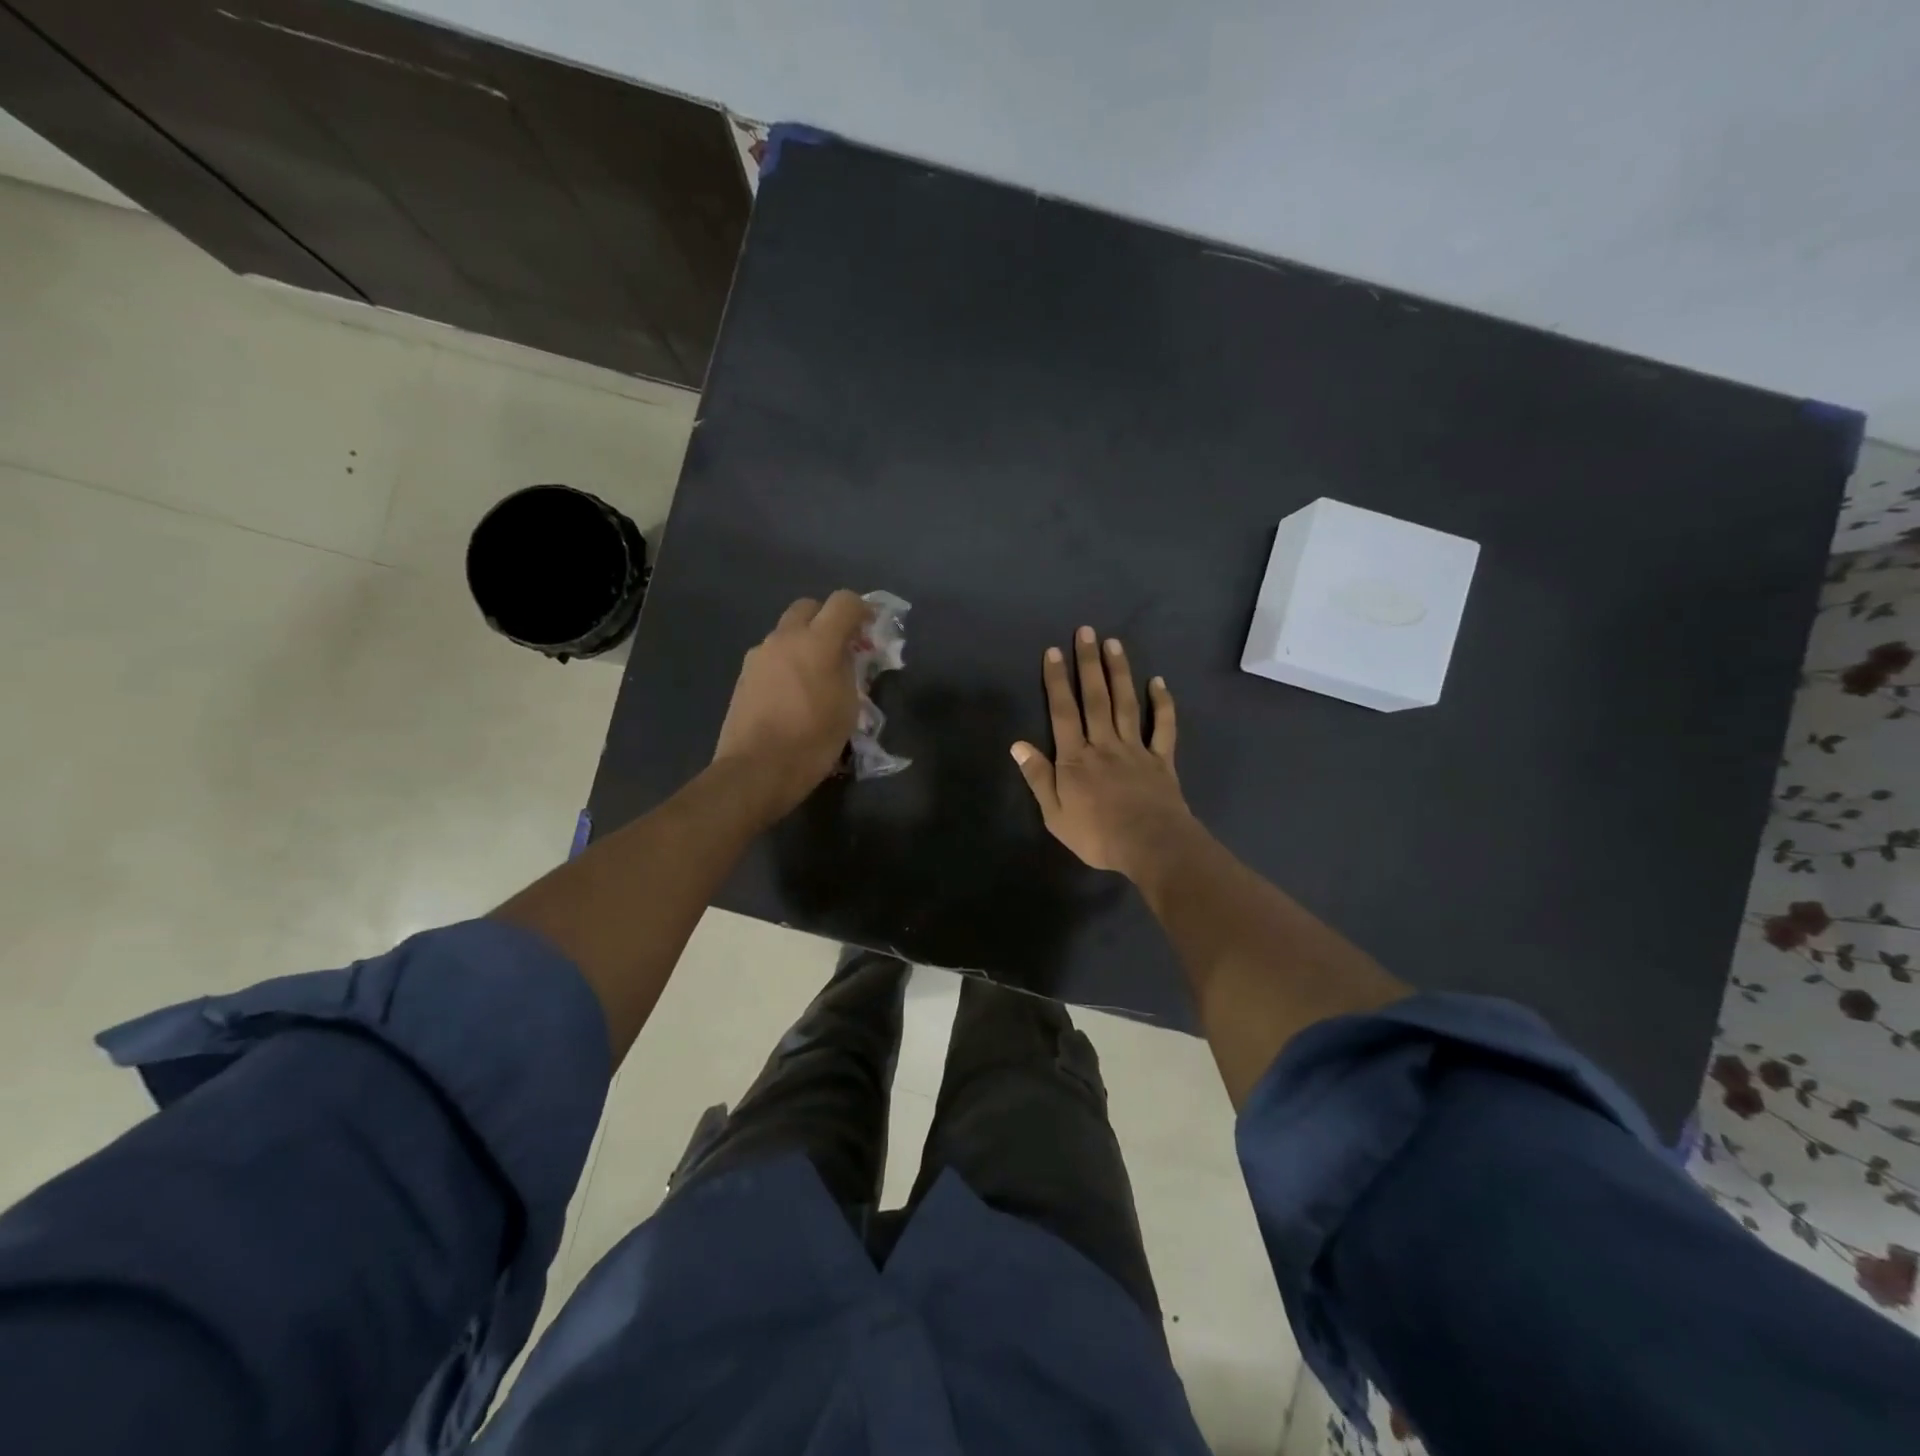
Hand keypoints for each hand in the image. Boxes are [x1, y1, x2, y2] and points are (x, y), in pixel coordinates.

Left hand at [713, 590, 869, 820]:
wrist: (756, 770)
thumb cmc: (812, 741)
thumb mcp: (848, 708)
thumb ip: (850, 671)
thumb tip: (847, 656)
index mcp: (816, 642)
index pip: (844, 602)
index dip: (862, 609)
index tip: (870, 629)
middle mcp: (784, 638)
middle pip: (809, 607)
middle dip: (828, 619)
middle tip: (842, 648)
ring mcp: (759, 655)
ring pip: (787, 632)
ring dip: (805, 642)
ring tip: (817, 675)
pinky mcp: (744, 675)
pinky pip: (772, 655)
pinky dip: (787, 661)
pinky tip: (793, 693)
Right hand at [1011, 625, 1191, 878]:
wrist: (1151, 846)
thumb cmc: (1097, 835)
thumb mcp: (1055, 814)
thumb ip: (1038, 777)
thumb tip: (1017, 744)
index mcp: (1076, 758)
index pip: (1063, 712)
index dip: (1057, 681)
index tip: (1054, 651)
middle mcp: (1104, 744)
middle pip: (1095, 698)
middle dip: (1088, 664)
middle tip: (1086, 631)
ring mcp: (1135, 749)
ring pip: (1126, 704)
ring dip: (1119, 672)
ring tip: (1114, 643)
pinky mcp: (1161, 760)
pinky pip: (1162, 727)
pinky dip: (1162, 704)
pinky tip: (1158, 682)